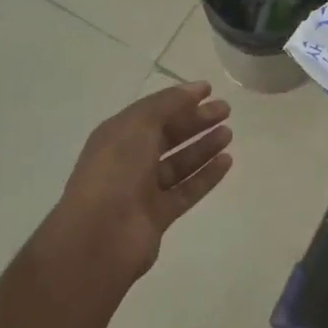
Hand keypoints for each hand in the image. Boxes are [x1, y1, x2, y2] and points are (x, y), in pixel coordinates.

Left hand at [48, 80, 233, 283]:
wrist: (99, 237)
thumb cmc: (116, 171)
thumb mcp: (139, 125)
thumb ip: (168, 104)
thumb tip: (194, 90)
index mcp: (118, 135)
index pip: (153, 111)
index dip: (180, 99)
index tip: (209, 90)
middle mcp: (129, 160)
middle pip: (168, 135)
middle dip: (196, 121)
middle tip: (226, 110)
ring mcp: (143, 189)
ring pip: (179, 163)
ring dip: (203, 147)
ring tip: (229, 134)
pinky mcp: (158, 215)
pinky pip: (186, 190)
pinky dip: (206, 176)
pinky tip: (227, 162)